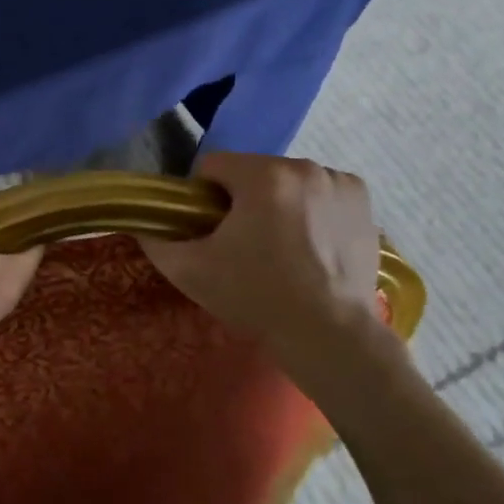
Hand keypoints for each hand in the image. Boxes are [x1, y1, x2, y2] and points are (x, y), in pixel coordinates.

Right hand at [139, 152, 397, 404]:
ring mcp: (338, 182)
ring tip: (281, 249)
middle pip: (252, 173)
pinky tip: (312, 244)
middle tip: (244, 246)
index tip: (210, 232)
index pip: (213, 166)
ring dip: (277, 203)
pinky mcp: (362, 200)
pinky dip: (312, 208)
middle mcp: (303, 166)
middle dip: (242, 201)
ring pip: (287, 182)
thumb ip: (155, 241)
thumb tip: (140, 225)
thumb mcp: (191, 272)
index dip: (203, 198)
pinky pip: (321, 192)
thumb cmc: (256, 298)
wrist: (330, 336)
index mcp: (262, 175)